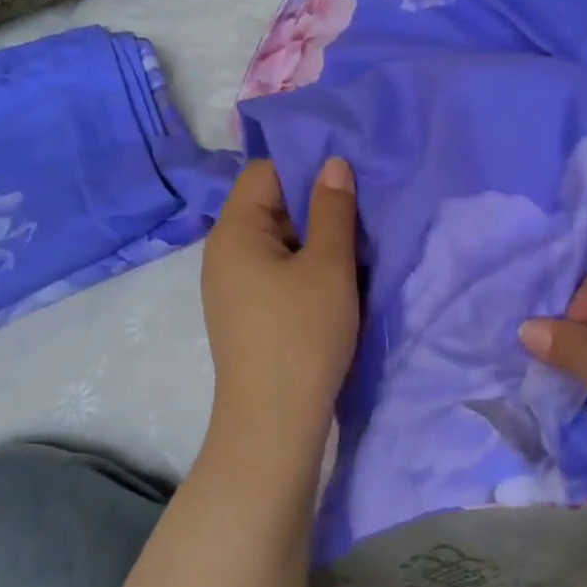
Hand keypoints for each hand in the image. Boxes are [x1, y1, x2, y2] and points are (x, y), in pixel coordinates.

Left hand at [201, 158, 360, 452]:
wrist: (275, 422)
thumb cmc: (302, 335)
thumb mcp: (328, 266)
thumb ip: (333, 210)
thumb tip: (333, 163)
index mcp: (234, 231)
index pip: (265, 173)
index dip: (306, 168)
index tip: (349, 180)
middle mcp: (224, 253)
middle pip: (271, 206)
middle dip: (316, 207)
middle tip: (362, 215)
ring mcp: (233, 286)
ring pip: (279, 243)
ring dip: (316, 242)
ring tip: (357, 250)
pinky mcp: (247, 313)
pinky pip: (278, 273)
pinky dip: (306, 269)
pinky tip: (337, 284)